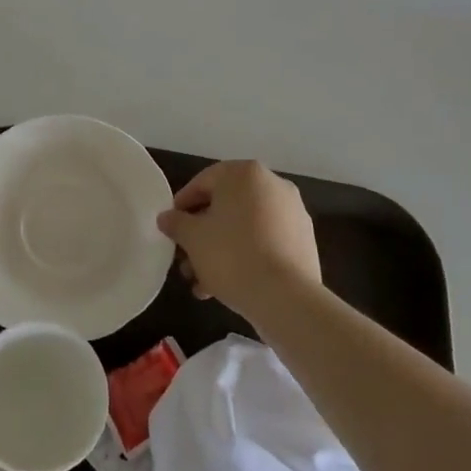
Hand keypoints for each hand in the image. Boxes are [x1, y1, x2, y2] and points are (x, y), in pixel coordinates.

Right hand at [157, 160, 320, 321]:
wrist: (286, 298)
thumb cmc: (232, 255)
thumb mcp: (193, 238)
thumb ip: (176, 223)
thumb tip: (167, 217)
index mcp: (245, 173)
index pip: (203, 182)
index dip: (181, 206)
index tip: (170, 230)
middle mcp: (273, 184)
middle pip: (225, 206)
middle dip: (202, 235)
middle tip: (185, 261)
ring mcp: (292, 212)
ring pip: (245, 227)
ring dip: (220, 250)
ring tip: (202, 283)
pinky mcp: (304, 240)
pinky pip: (265, 241)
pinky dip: (245, 256)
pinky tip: (228, 285)